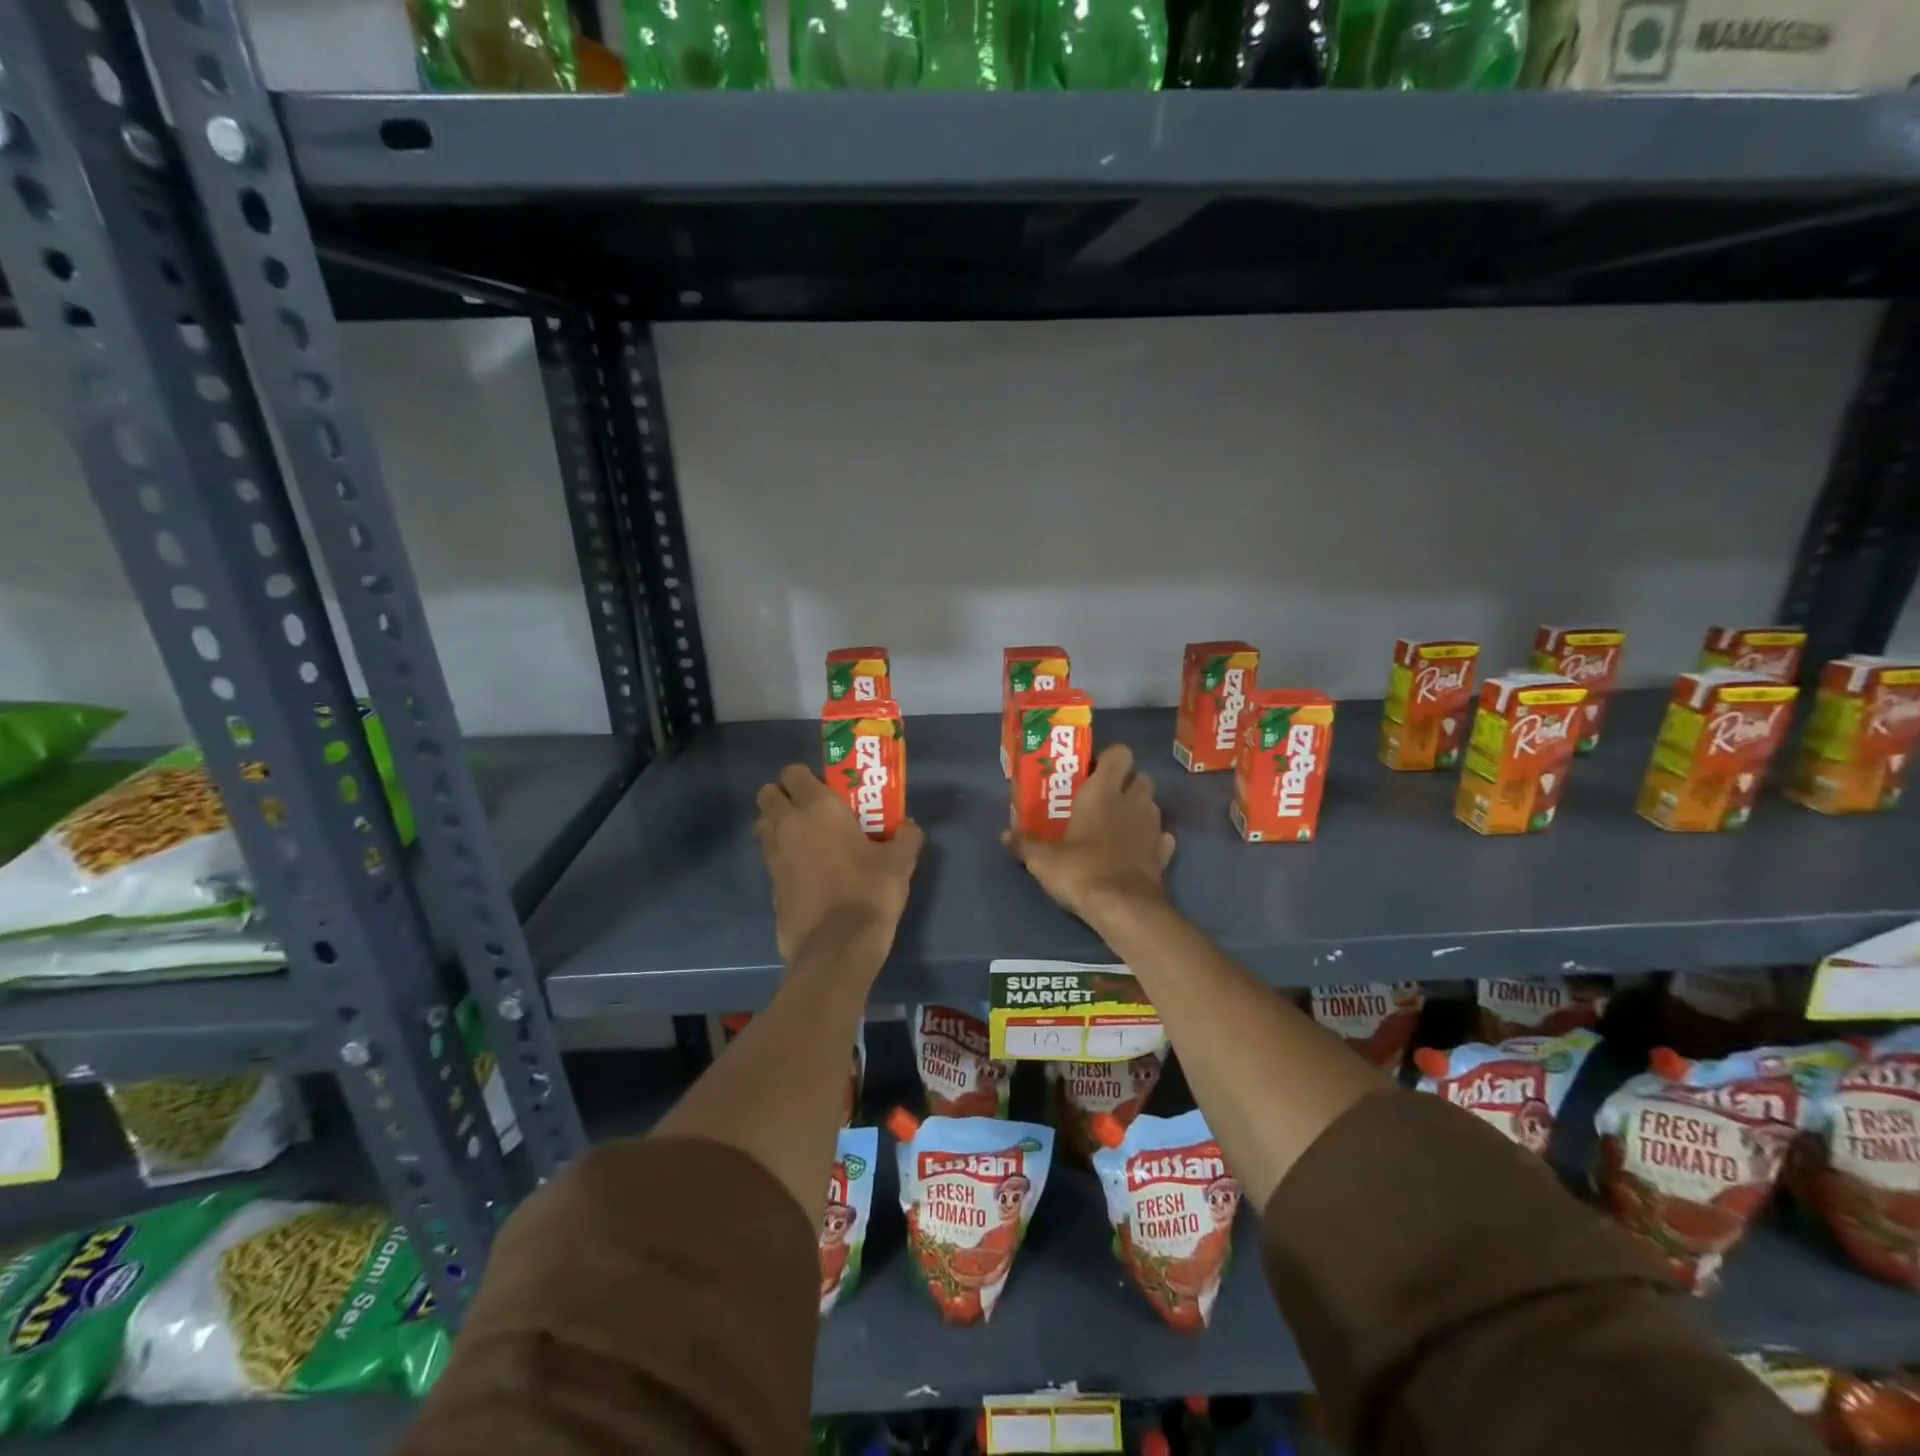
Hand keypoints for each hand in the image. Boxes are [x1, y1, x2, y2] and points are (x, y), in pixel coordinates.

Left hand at [755, 765, 923, 964]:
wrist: (836, 948)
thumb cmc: (869, 892)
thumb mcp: (900, 862)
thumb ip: (905, 837)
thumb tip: (909, 826)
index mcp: (817, 808)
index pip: (794, 773)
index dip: (806, 778)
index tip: (826, 789)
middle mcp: (788, 824)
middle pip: (768, 795)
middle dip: (784, 797)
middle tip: (811, 811)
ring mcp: (773, 856)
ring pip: (763, 825)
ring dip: (777, 825)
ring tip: (805, 839)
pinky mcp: (770, 885)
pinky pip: (769, 858)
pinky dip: (781, 857)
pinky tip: (806, 871)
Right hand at [1003, 744, 1173, 924]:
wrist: (1124, 908)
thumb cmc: (1082, 870)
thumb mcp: (1043, 860)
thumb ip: (1025, 844)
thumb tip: (1006, 835)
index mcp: (1104, 791)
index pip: (1120, 753)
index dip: (1109, 759)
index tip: (1092, 772)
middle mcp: (1133, 801)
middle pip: (1141, 776)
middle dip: (1126, 783)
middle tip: (1104, 798)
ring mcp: (1153, 826)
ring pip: (1152, 804)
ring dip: (1138, 809)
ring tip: (1116, 825)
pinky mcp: (1164, 853)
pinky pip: (1161, 836)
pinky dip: (1151, 839)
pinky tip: (1135, 851)